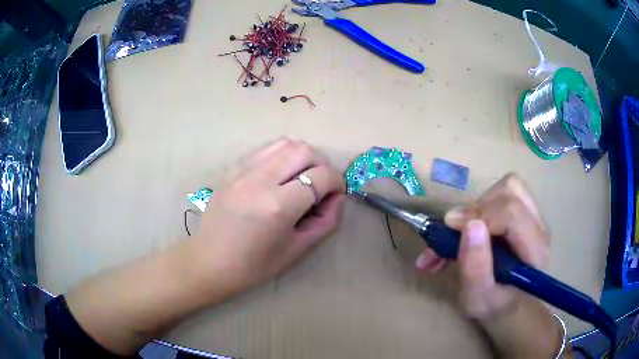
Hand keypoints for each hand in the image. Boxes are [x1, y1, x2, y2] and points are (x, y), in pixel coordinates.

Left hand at [192, 138, 345, 293]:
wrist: (209, 261)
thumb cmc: (254, 265)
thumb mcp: (297, 250)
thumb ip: (326, 222)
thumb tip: (337, 197)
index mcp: (279, 206)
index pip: (321, 176)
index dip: (337, 182)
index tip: (336, 194)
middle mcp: (261, 180)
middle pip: (304, 151)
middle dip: (322, 165)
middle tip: (320, 185)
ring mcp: (243, 170)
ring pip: (285, 143)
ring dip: (302, 156)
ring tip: (301, 177)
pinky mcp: (233, 169)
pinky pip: (265, 150)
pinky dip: (281, 156)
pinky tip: (279, 175)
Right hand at [415, 173, 549, 318]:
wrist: (510, 304)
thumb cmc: (494, 306)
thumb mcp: (477, 299)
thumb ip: (475, 267)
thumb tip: (470, 225)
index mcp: (534, 251)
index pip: (511, 212)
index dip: (480, 215)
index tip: (451, 229)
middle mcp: (539, 227)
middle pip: (511, 191)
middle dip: (477, 208)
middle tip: (455, 232)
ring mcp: (534, 217)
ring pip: (508, 187)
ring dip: (480, 205)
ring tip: (464, 230)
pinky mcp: (525, 213)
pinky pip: (504, 194)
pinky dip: (483, 205)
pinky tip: (470, 226)